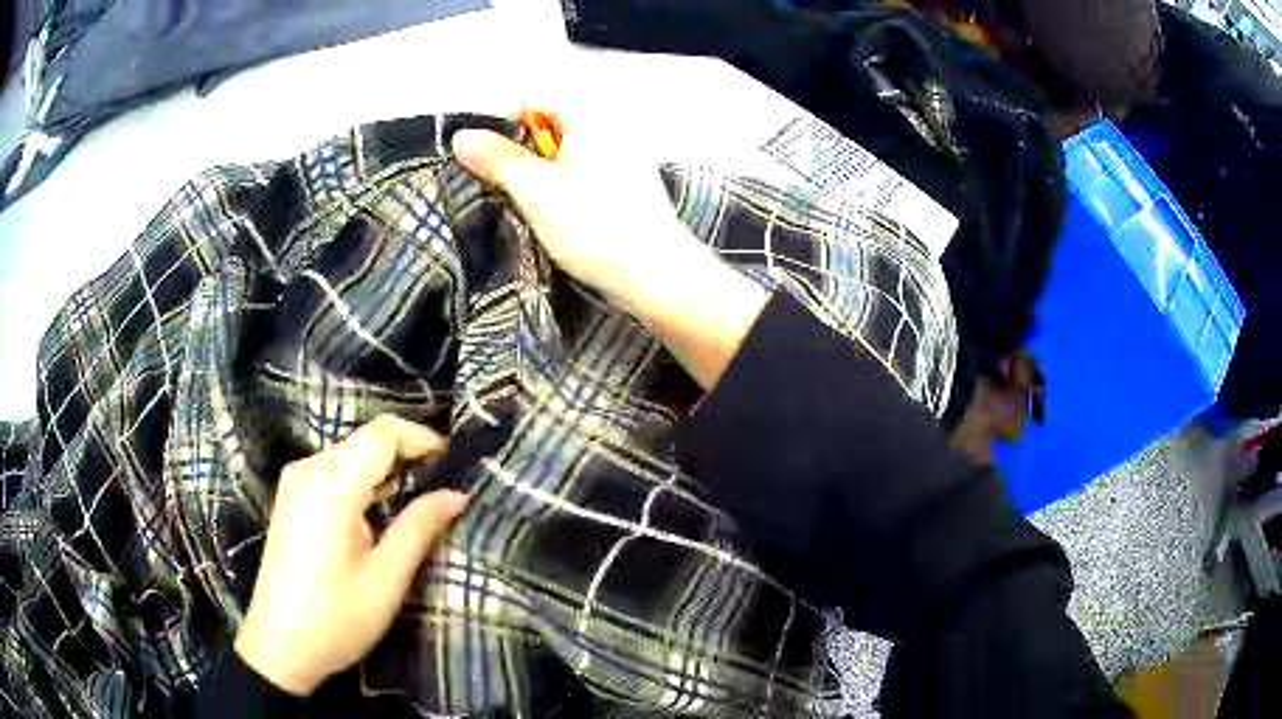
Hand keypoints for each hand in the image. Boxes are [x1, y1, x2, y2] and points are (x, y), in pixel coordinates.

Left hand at [234, 415, 467, 695]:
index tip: (454, 462)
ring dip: (385, 469)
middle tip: (443, 486)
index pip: (383, 432)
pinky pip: (333, 472)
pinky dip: (363, 481)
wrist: (280, 646)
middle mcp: (308, 470)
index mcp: (332, 484)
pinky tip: (379, 512)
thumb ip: (419, 528)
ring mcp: (295, 483)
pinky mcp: (291, 499)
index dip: (422, 438)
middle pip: (365, 441)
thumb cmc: (336, 617)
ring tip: (418, 500)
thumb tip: (456, 494)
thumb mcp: (386, 578)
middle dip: (407, 454)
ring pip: (350, 455)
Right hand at [452, 109, 692, 306]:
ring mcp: (621, 161)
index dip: (502, 126)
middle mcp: (609, 131)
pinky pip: (580, 178)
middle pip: (547, 130)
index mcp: (591, 118)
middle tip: (494, 185)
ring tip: (519, 204)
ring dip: (537, 177)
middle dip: (518, 154)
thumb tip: (461, 136)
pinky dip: (560, 191)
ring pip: (563, 158)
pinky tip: (550, 217)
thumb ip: (497, 159)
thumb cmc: (595, 227)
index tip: (481, 159)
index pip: (534, 102)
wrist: (657, 277)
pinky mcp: (625, 190)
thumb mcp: (536, 190)